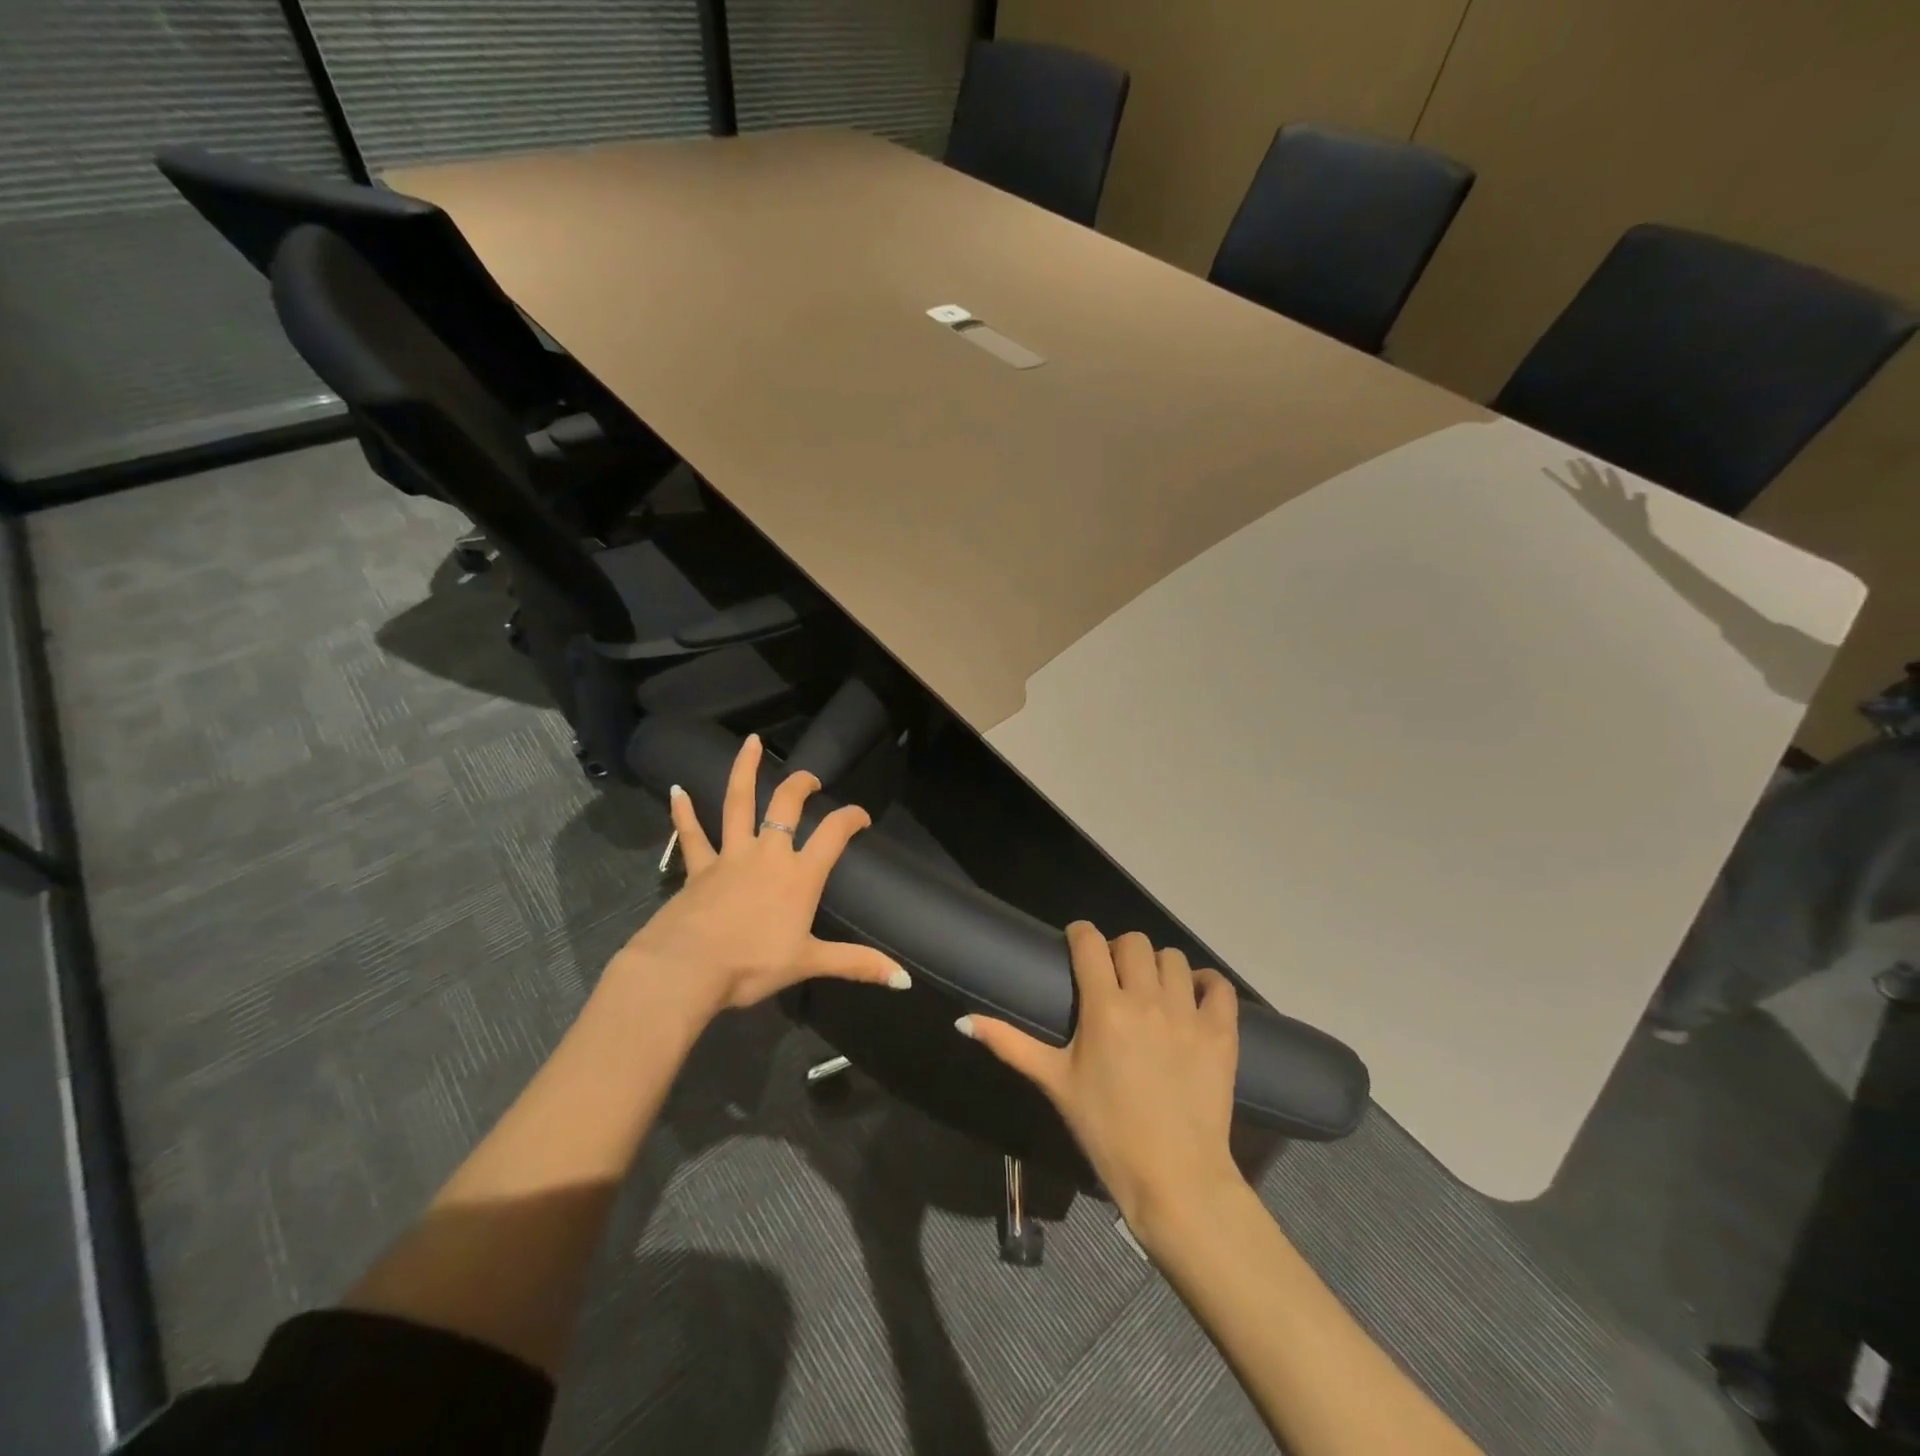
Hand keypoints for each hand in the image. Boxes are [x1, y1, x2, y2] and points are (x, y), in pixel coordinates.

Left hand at [611, 734, 909, 1022]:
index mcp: (799, 875)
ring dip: (745, 771)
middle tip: (810, 777)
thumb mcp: (809, 963)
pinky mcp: (698, 867)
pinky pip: (692, 835)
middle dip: (801, 785)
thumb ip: (857, 964)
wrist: (687, 969)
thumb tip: (905, 978)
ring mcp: (730, 856)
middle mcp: (767, 854)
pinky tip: (676, 790)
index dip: (851, 818)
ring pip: (738, 804)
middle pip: (786, 806)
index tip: (861, 816)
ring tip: (752, 742)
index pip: (833, 834)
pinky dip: (683, 813)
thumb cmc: (752, 965)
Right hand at [959, 922, 1242, 1240]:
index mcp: (1104, 1007)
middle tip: (1113, 975)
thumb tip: (963, 1020)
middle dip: (1118, 949)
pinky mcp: (1222, 1033)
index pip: (1090, 942)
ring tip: (1151, 989)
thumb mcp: (1054, 1083)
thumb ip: (1010, 1044)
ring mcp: (1188, 1014)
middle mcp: (1147, 999)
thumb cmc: (1106, 1130)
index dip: (1080, 934)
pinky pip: (1218, 986)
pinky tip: (1193, 997)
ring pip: (1173, 958)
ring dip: (1158, 966)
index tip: (1075, 944)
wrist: (1174, 1178)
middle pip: (1134, 942)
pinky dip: (1206, 983)